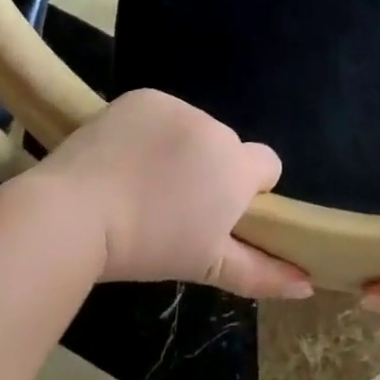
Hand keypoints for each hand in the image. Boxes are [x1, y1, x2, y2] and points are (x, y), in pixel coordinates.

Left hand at [37, 89, 312, 299]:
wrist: (73, 213)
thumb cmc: (146, 247)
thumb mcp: (207, 266)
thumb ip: (264, 273)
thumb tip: (307, 284)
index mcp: (236, 166)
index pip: (268, 163)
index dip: (248, 187)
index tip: (216, 210)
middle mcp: (215, 127)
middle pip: (227, 146)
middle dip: (210, 168)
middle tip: (172, 203)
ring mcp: (177, 106)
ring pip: (193, 128)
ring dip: (181, 148)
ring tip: (141, 180)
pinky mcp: (144, 96)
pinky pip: (162, 112)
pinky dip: (151, 129)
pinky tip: (125, 155)